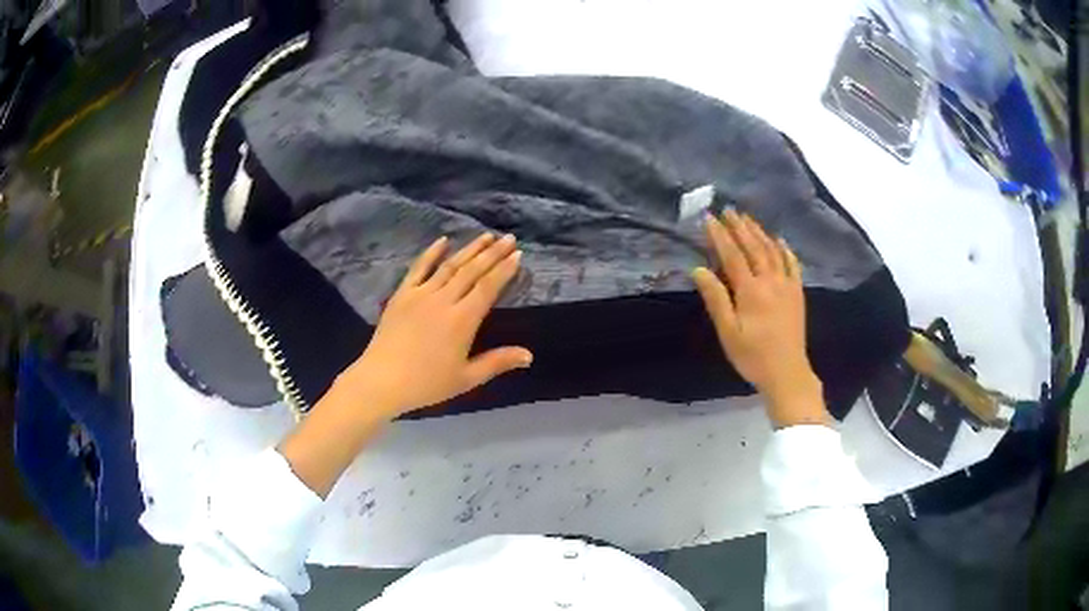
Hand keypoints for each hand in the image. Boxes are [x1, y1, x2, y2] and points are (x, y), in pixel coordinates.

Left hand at [279, 234, 531, 496]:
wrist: (382, 380)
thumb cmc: (426, 384)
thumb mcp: (466, 378)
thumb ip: (497, 362)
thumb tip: (529, 355)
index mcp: (463, 320)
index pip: (488, 287)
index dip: (504, 269)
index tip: (518, 254)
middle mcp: (444, 300)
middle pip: (472, 271)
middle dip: (492, 253)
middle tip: (509, 237)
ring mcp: (421, 294)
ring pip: (449, 265)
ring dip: (469, 249)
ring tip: (486, 235)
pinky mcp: (402, 295)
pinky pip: (419, 268)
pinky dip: (431, 253)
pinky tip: (442, 240)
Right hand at [692, 210, 827, 427]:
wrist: (787, 372)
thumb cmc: (753, 356)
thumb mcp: (728, 332)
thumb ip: (716, 299)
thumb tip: (698, 269)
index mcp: (750, 290)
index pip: (732, 255)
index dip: (720, 235)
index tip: (708, 218)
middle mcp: (770, 281)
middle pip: (753, 247)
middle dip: (740, 227)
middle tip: (728, 209)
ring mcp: (787, 285)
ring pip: (772, 251)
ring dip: (759, 232)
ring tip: (748, 218)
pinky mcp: (797, 292)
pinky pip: (792, 263)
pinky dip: (784, 249)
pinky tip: (779, 239)